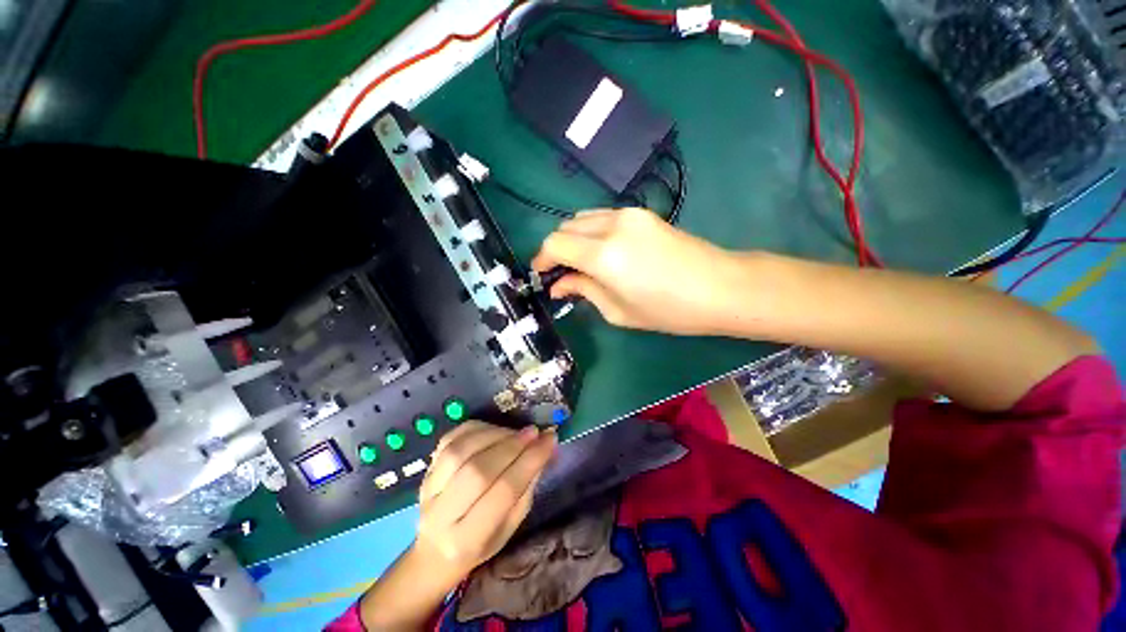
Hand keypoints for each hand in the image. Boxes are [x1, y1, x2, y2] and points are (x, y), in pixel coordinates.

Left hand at [413, 421, 555, 582]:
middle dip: (512, 446)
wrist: (434, 551)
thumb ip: (528, 485)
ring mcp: (429, 489)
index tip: (550, 440)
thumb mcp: (511, 525)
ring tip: (517, 432)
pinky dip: (477, 428)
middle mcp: (442, 515)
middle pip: (479, 470)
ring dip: (496, 434)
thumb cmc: (481, 543)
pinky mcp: (426, 469)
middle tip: (534, 432)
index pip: (504, 492)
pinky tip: (494, 430)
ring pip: (462, 451)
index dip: (529, 461)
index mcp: (468, 540)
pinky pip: (451, 438)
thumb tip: (546, 447)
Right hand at [531, 207, 750, 334]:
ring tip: (580, 263)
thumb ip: (583, 290)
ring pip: (583, 218)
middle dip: (555, 249)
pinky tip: (602, 252)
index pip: (554, 244)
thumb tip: (558, 285)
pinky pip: (602, 217)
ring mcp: (628, 214)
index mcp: (603, 255)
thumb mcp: (618, 310)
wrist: (721, 287)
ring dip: (573, 239)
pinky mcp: (641, 213)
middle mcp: (611, 225)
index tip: (542, 275)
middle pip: (565, 227)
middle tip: (561, 273)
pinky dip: (591, 233)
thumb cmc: (669, 311)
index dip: (542, 259)